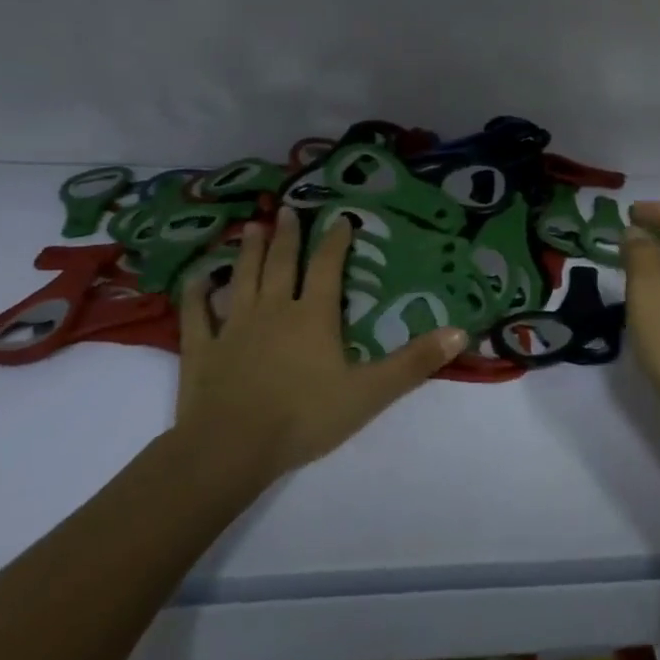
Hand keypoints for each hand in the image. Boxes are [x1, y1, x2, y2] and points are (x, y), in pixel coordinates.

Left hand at [173, 210, 465, 498]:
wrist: (230, 449)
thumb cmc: (304, 417)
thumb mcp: (370, 392)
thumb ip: (415, 362)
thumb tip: (461, 332)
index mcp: (313, 316)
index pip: (327, 267)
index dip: (336, 241)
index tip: (341, 219)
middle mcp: (273, 310)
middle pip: (282, 264)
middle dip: (289, 236)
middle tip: (288, 210)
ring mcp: (233, 327)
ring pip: (242, 278)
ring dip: (248, 252)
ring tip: (253, 227)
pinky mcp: (202, 349)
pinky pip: (197, 314)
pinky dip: (197, 293)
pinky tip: (199, 278)